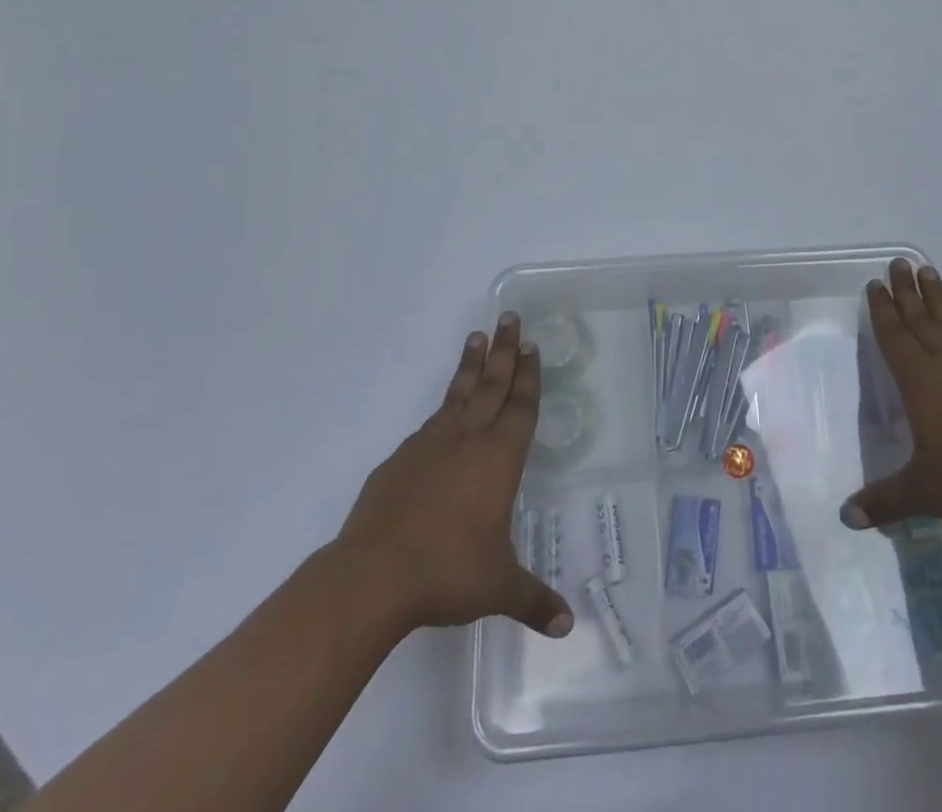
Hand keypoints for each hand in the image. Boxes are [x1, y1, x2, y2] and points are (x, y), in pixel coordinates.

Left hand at [333, 313, 573, 640]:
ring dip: (470, 366)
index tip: (530, 345)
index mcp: (499, 458)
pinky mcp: (399, 460)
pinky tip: (443, 411)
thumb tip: (569, 625)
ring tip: (474, 337)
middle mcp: (467, 440)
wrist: (372, 576)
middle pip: (491, 384)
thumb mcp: (499, 587)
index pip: (520, 406)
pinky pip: (429, 424)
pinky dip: (442, 408)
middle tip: (508, 316)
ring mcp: (429, 445)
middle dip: (503, 350)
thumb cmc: (448, 572)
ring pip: (457, 393)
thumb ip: (534, 600)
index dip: (528, 375)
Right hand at [842, 260, 941, 533]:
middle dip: (906, 291)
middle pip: (921, 319)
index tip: (876, 284)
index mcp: (922, 383)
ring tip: (927, 271)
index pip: (896, 337)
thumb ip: (884, 500)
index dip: (883, 311)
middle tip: (897, 263)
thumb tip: (845, 517)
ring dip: (936, 297)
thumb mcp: (925, 491)